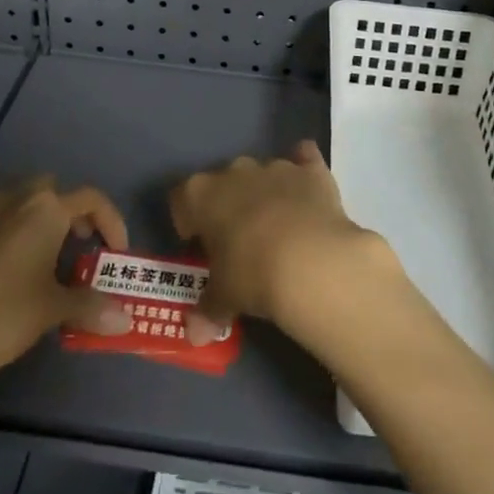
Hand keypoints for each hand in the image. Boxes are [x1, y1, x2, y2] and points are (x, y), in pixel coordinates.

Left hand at [0, 177, 134, 395]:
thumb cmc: (3, 315)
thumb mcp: (53, 310)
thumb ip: (91, 307)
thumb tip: (125, 320)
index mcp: (45, 210)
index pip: (91, 198)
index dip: (111, 221)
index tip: (116, 253)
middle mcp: (15, 201)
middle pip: (52, 189)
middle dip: (71, 211)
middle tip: (81, 245)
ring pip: (21, 202)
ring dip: (41, 220)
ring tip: (50, 260)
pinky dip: (15, 236)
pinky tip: (14, 276)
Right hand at [169, 141, 395, 345]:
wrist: (312, 261)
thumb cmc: (252, 275)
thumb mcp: (223, 299)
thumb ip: (207, 311)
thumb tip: (195, 335)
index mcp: (201, 194)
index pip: (181, 198)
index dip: (187, 222)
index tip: (198, 246)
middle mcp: (235, 171)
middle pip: (222, 183)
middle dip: (227, 206)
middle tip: (237, 242)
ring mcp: (275, 166)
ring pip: (261, 173)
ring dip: (264, 193)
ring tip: (276, 228)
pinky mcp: (311, 170)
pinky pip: (304, 158)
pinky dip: (304, 168)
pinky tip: (307, 188)